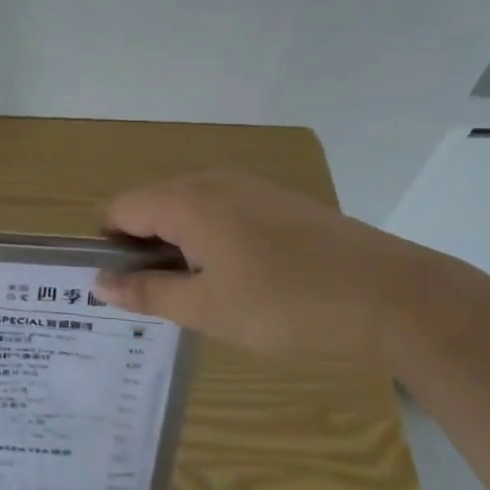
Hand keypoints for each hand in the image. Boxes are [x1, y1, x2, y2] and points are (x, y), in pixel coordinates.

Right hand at [93, 171, 449, 360]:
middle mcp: (212, 180)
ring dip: (181, 247)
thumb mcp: (208, 309)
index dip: (110, 247)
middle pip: (153, 206)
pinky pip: (223, 212)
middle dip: (146, 249)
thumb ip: (148, 292)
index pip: (120, 209)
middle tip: (163, 302)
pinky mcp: (278, 201)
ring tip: (204, 297)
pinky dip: (214, 241)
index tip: (124, 289)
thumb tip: (99, 282)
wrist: (390, 294)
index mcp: (186, 199)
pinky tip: (243, 282)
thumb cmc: (287, 304)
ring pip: (190, 210)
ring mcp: (249, 186)